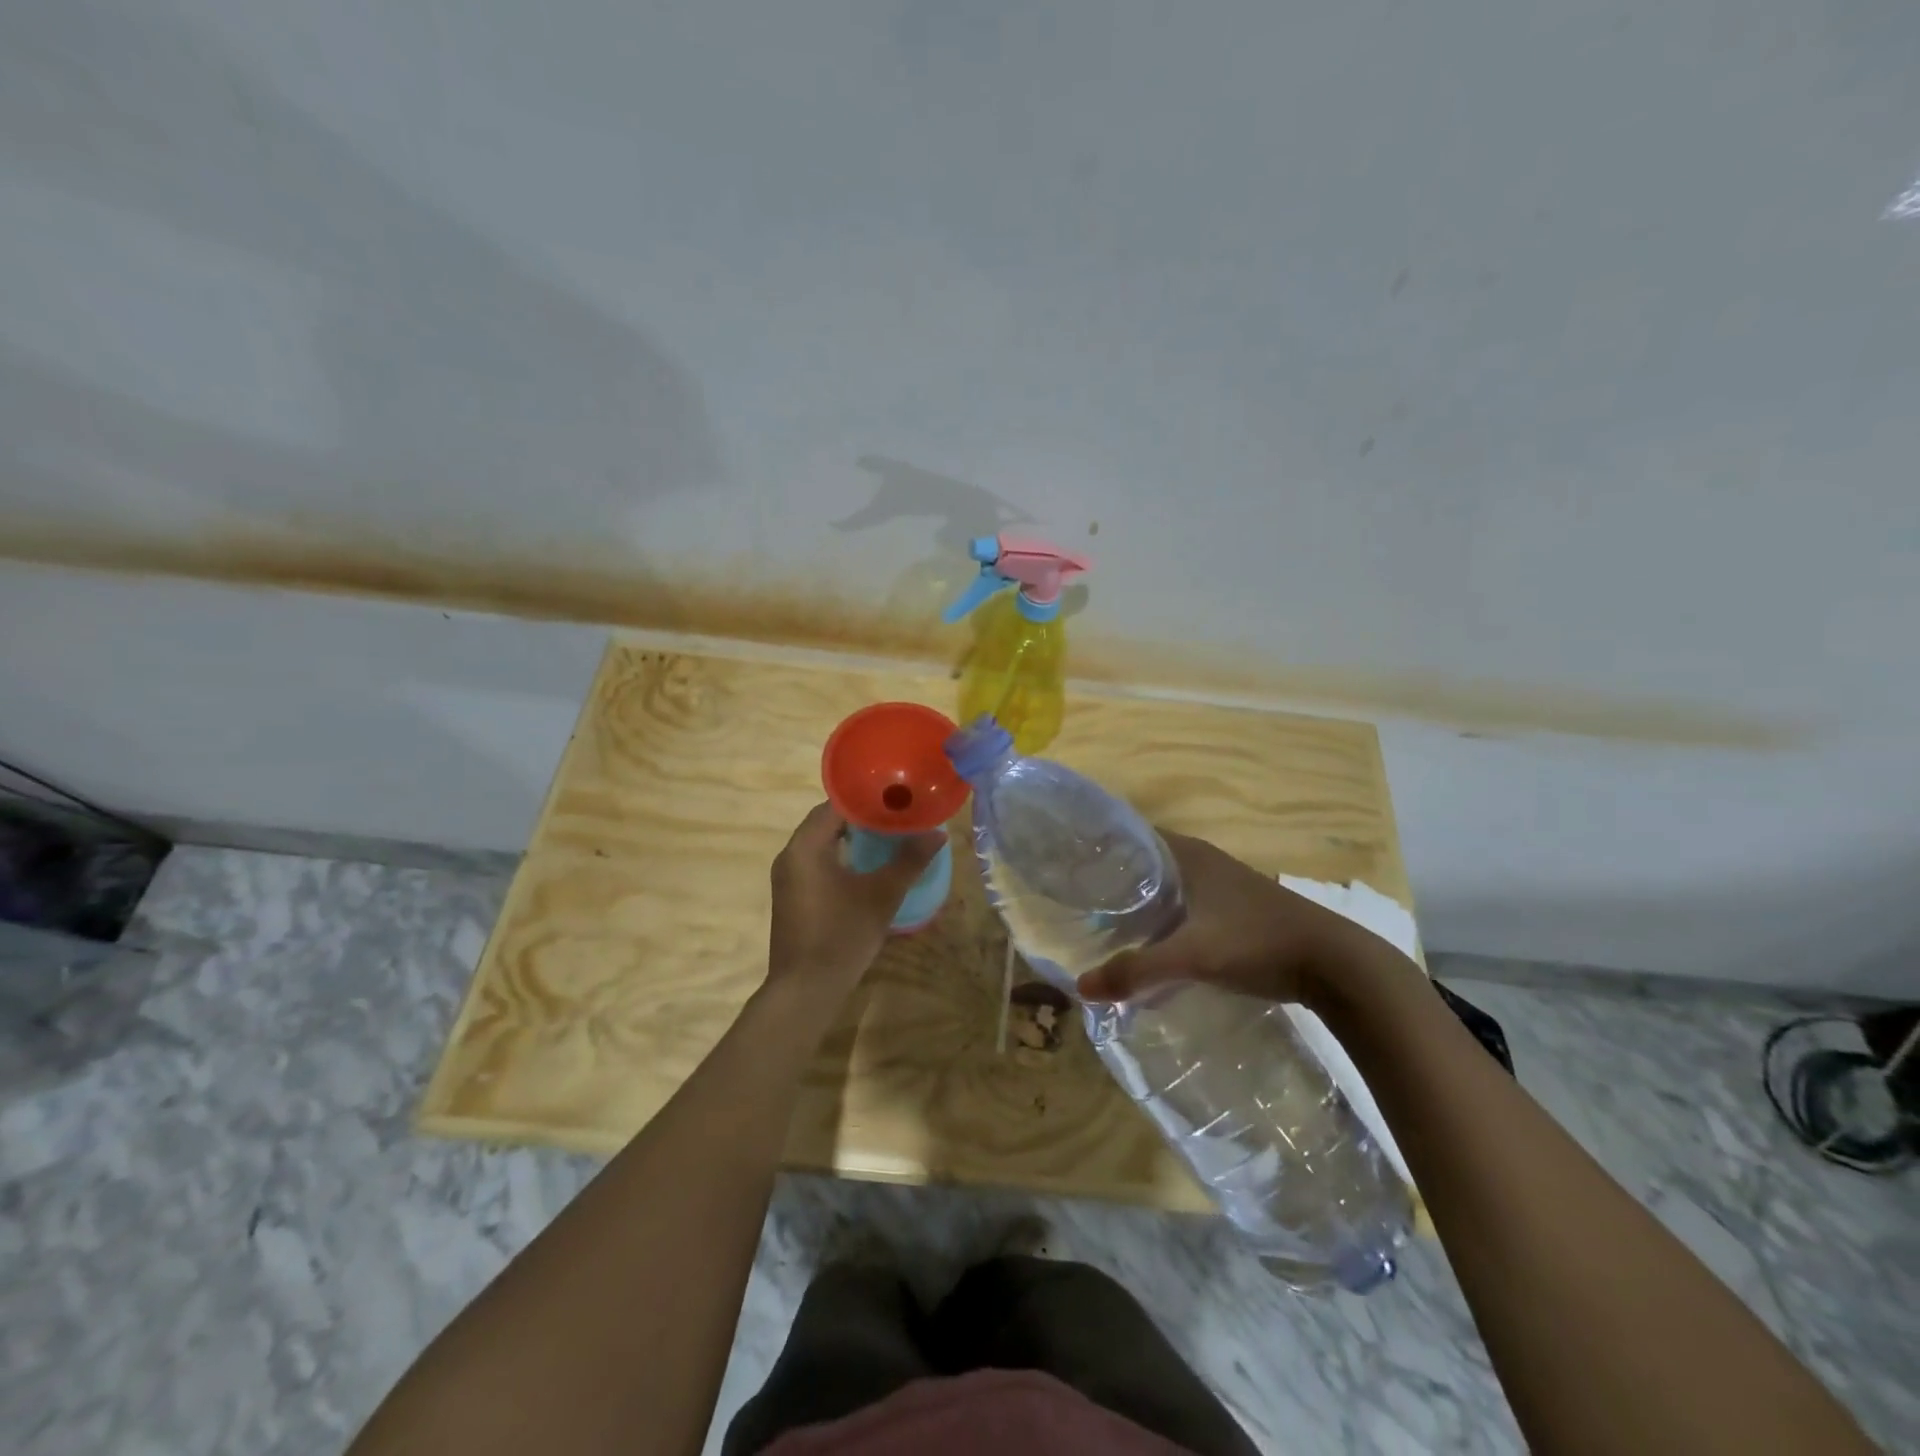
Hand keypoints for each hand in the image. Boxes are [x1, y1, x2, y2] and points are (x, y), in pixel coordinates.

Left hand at [767, 803, 944, 997]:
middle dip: (862, 816)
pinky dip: (841, 855)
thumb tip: (937, 834)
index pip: (836, 804)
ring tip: (888, 835)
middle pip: (827, 820)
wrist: (805, 990)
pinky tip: (867, 866)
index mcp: (806, 846)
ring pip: (821, 841)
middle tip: (897, 815)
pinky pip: (817, 861)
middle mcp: (790, 854)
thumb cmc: (842, 936)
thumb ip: (909, 861)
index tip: (896, 797)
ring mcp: (788, 876)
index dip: (867, 798)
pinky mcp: (792, 895)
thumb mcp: (882, 896)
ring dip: (851, 836)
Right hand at [1075, 830, 1367, 1006]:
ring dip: (1143, 906)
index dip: (1102, 849)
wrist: (1336, 965)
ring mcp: (1225, 886)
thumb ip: (1136, 971)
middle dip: (1116, 884)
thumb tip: (1081, 988)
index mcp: (1188, 854)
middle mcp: (1204, 861)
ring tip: (1108, 930)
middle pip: (1147, 864)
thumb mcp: (1192, 956)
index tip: (1073, 870)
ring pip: (1169, 889)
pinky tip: (1156, 951)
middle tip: (1082, 906)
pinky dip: (1167, 923)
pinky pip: (1188, 909)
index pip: (1132, 836)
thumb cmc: (1257, 942)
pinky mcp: (1239, 912)